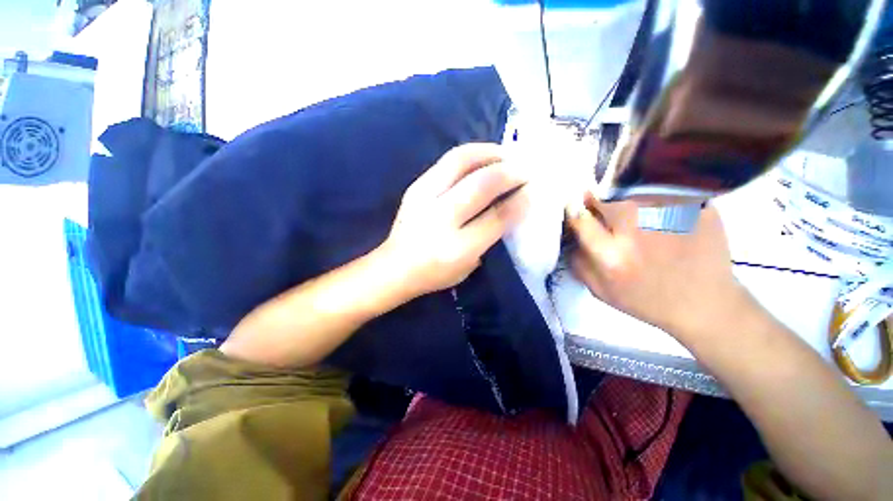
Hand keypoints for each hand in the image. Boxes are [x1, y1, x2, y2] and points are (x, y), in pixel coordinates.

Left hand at [381, 143, 527, 297]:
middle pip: (481, 185)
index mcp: (456, 248)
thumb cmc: (435, 272)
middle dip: (510, 172)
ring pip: (462, 160)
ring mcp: (424, 197)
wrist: (394, 266)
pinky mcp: (416, 185)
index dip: (519, 201)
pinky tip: (484, 158)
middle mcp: (439, 218)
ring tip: (507, 155)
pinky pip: (448, 160)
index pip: (495, 218)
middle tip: (526, 168)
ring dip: (490, 153)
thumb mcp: (469, 265)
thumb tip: (513, 205)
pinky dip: (472, 154)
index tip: (534, 190)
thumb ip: (491, 236)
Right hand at [567, 193, 749, 342]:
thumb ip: (579, 263)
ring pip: (635, 191)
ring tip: (634, 211)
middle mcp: (638, 233)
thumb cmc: (647, 300)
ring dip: (627, 197)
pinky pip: (665, 191)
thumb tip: (572, 236)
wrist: (704, 305)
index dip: (576, 211)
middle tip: (604, 207)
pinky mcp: (697, 208)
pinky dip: (657, 196)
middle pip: (607, 199)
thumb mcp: (601, 291)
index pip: (581, 220)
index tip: (578, 208)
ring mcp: (670, 216)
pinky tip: (661, 211)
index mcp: (612, 257)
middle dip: (599, 200)